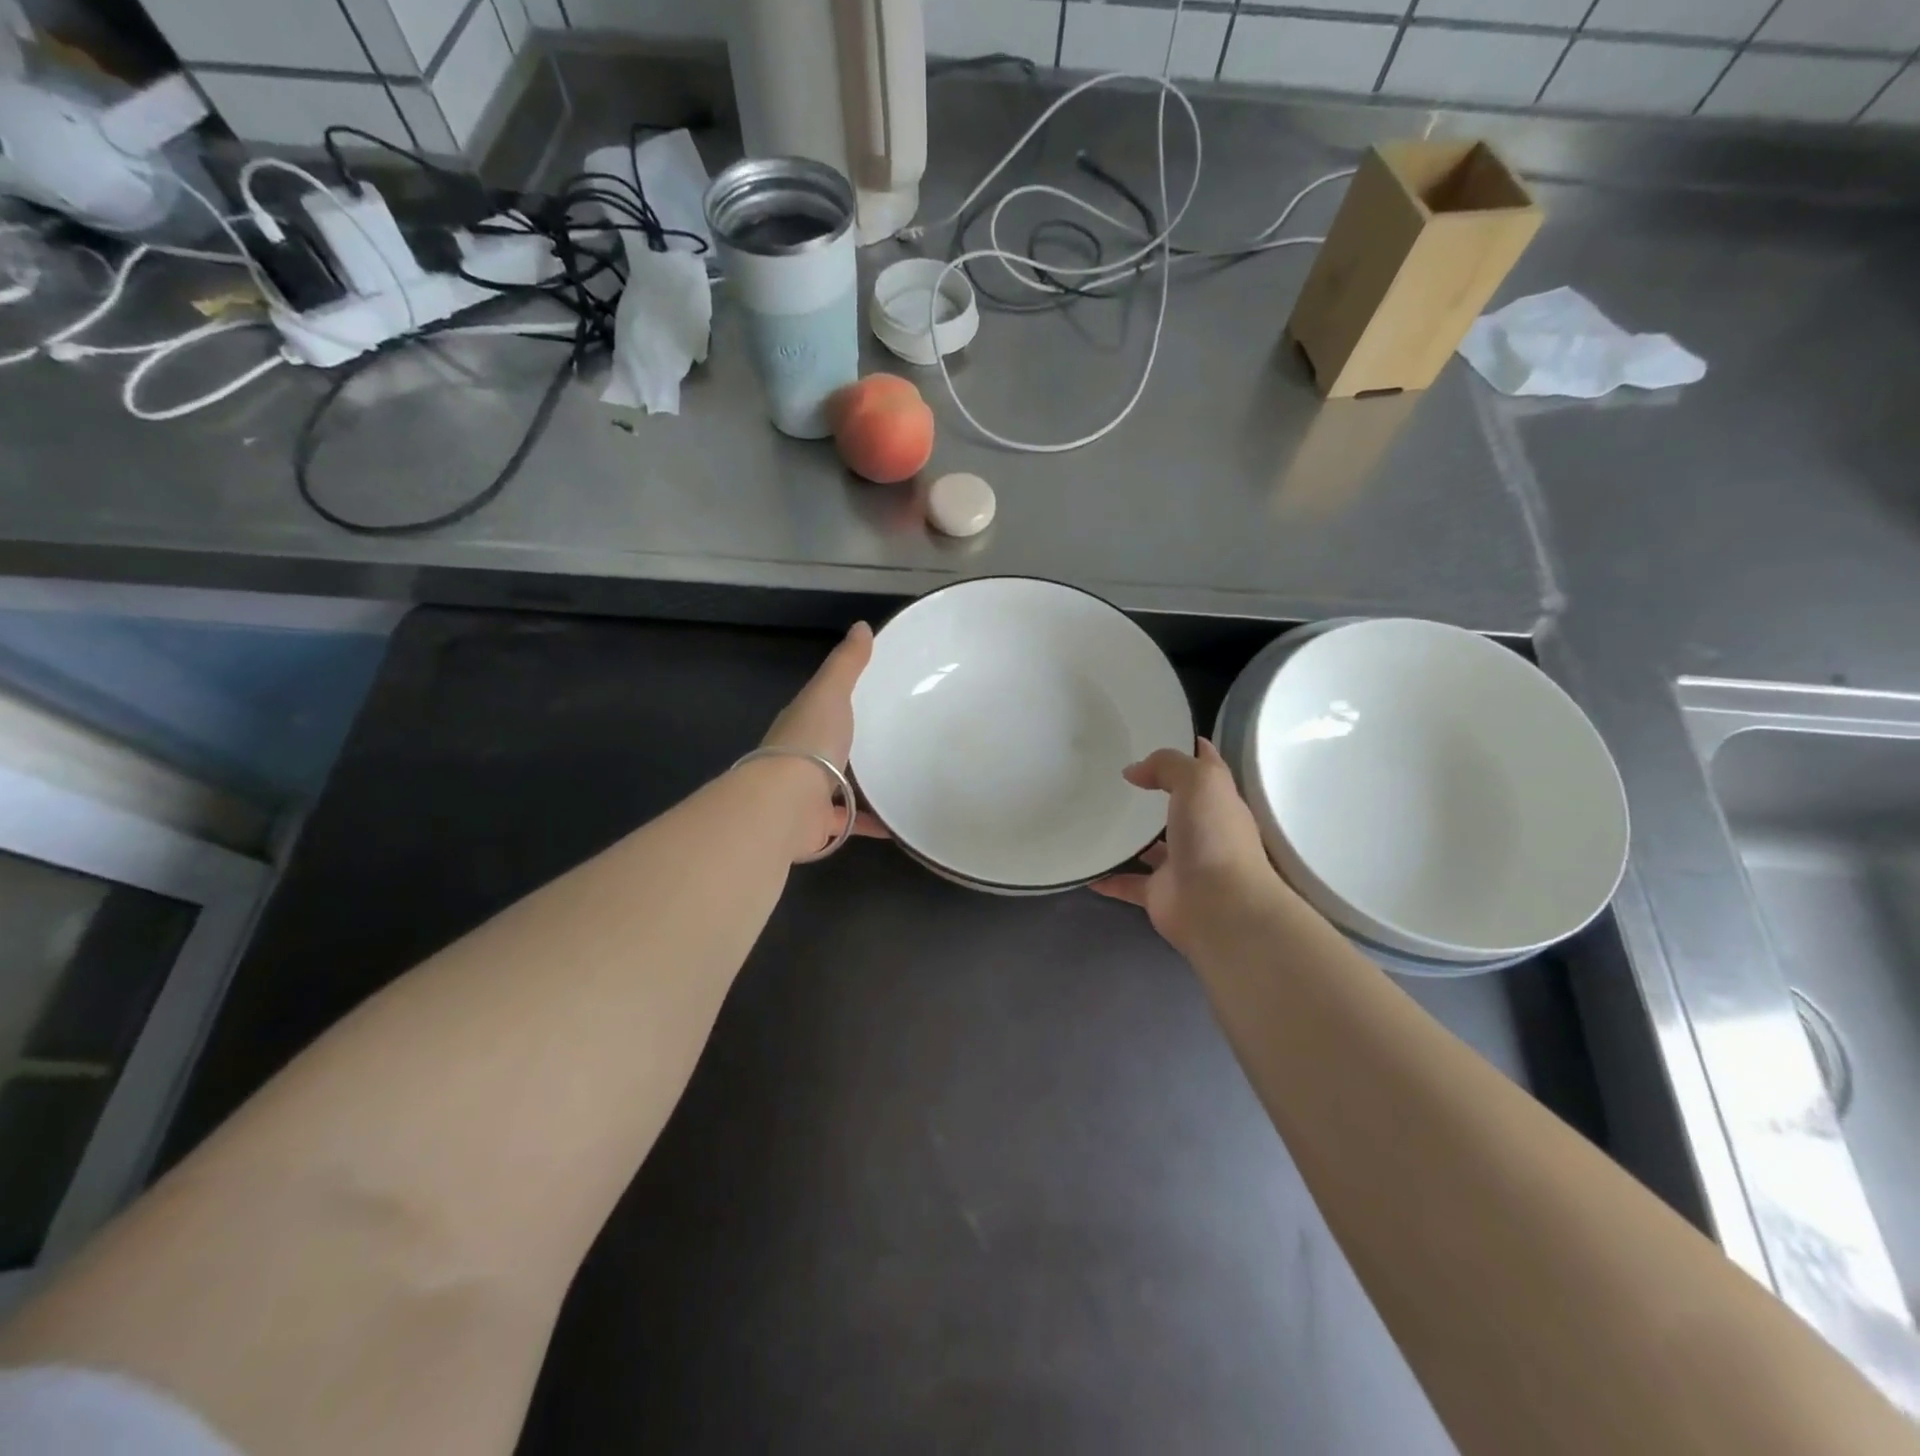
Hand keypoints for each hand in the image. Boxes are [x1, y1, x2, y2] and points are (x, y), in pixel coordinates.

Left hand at [758, 623, 889, 852]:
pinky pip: (852, 823)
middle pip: (832, 750)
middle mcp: (801, 759)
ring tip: (903, 780)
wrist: (786, 802)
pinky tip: (900, 823)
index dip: (842, 703)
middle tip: (897, 742)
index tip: (876, 699)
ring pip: (839, 788)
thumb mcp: (831, 692)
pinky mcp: (819, 824)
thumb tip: (861, 626)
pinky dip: (873, 824)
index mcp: (802, 724)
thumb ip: (846, 664)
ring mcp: (808, 794)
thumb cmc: (810, 741)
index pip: (823, 709)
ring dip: (864, 787)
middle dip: (856, 748)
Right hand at [1092, 739, 1291, 954]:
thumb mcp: (1199, 781)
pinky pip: (1127, 882)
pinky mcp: (1158, 894)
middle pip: (1175, 805)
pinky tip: (1084, 865)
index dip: (1187, 748)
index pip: (1205, 766)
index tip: (1155, 732)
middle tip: (1110, 774)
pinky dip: (1107, 876)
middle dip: (1150, 792)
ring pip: (1150, 846)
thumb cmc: (1214, 836)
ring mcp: (1180, 864)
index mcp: (1217, 802)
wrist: (1219, 907)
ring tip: (1090, 815)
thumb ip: (1168, 765)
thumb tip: (1135, 772)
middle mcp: (1202, 831)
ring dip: (1128, 836)